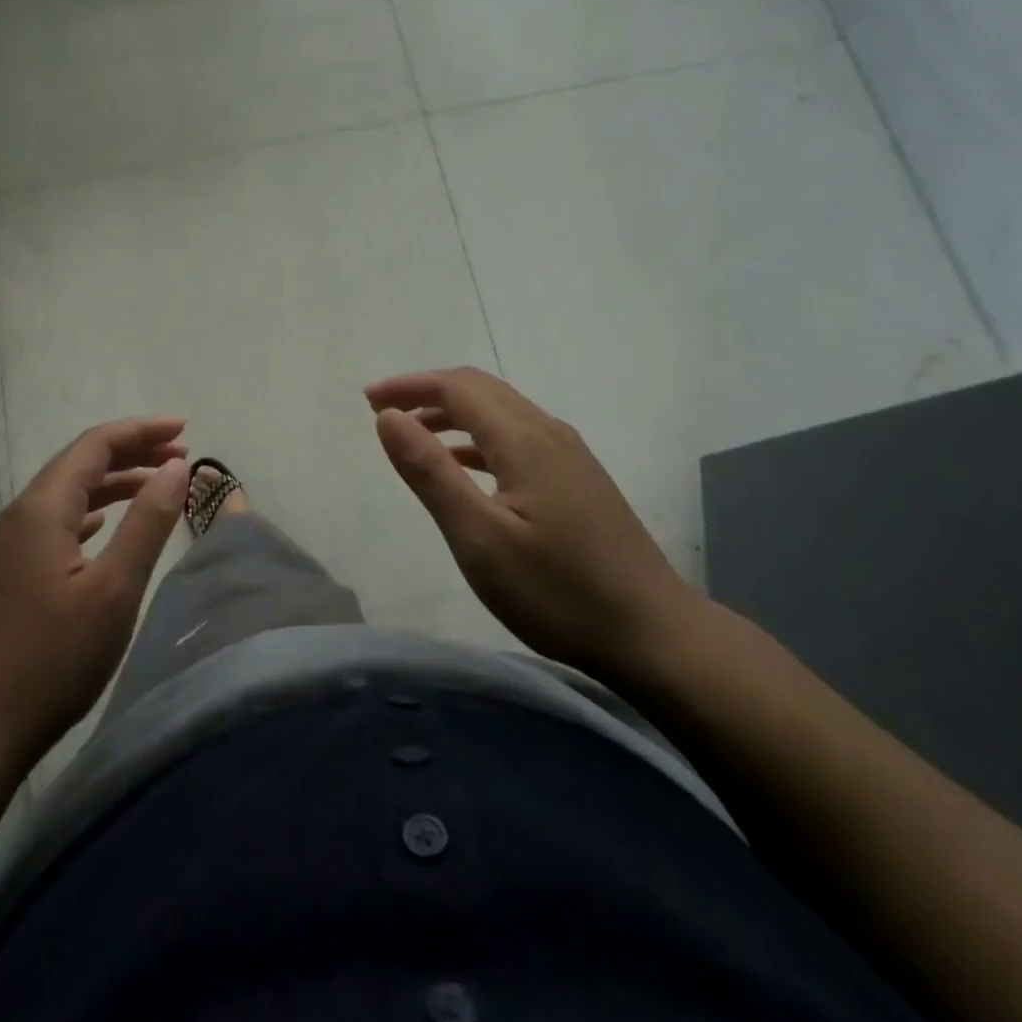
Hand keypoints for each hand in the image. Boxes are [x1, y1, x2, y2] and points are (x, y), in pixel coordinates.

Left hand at [0, 418, 189, 780]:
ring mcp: (6, 546)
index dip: (141, 431)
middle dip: (130, 452)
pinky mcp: (5, 574)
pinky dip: (90, 512)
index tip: (185, 431)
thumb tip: (174, 467)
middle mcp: (17, 516)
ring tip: (155, 485)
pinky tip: (104, 525)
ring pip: (66, 494)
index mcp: (40, 510)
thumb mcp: (114, 589)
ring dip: (112, 482)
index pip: (95, 445)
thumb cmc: (52, 660)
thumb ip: (147, 522)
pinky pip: (55, 522)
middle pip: (79, 463)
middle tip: (179, 455)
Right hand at [366, 367, 703, 682]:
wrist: (654, 635)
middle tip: (383, 411)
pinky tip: (464, 469)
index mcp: (524, 439)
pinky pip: (517, 439)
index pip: (457, 388)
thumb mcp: (479, 537)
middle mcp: (548, 432)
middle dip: (427, 392)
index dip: (409, 386)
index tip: (368, 399)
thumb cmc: (557, 591)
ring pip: (501, 413)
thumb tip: (388, 416)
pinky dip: (478, 440)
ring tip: (413, 436)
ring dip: (453, 415)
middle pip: (481, 390)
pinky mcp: (578, 480)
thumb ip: (430, 472)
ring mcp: (569, 456)